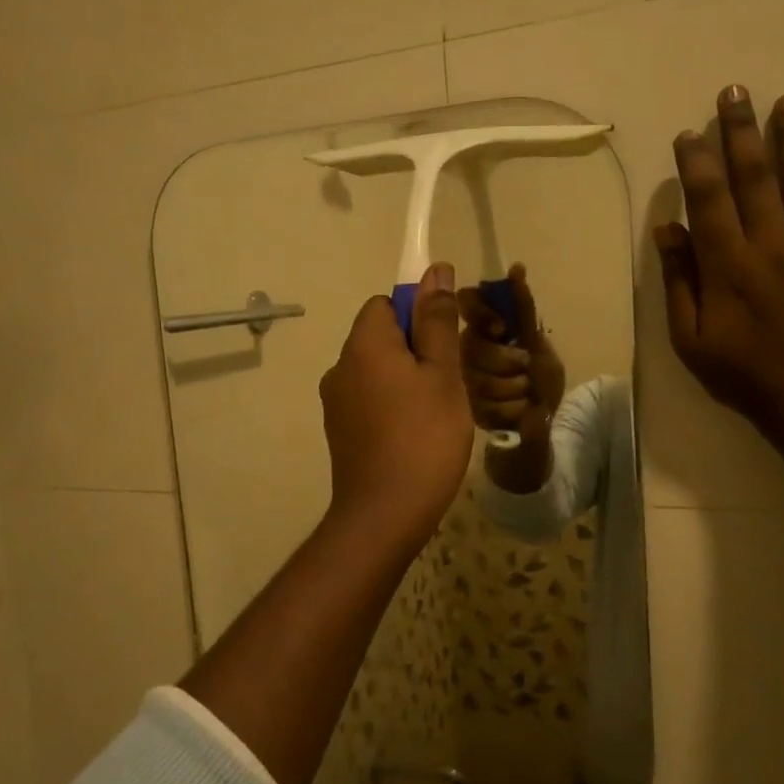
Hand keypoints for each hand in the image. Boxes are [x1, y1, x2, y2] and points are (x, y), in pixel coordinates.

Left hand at [320, 262, 473, 551]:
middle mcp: (340, 366)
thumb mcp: (442, 373)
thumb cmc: (424, 437)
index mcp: (363, 344)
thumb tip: (435, 271)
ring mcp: (335, 402)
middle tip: (448, 383)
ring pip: (377, 371)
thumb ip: (437, 321)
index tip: (444, 346)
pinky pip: (369, 400)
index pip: (386, 303)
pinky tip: (415, 435)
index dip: (418, 315)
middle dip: (416, 350)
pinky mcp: (339, 431)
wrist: (385, 513)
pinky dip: (391, 406)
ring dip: (406, 380)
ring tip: (436, 413)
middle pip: (381, 337)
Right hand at [456, 264, 566, 440]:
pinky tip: (518, 409)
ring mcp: (461, 382)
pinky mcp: (465, 411)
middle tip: (525, 367)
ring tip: (525, 392)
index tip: (500, 328)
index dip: (481, 313)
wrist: (545, 420)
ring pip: (480, 379)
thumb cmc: (541, 376)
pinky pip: (485, 405)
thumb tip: (516, 267)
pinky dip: (511, 409)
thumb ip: (522, 307)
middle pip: (474, 347)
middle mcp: (464, 351)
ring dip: (514, 387)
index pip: (466, 302)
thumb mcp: (536, 340)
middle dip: (508, 361)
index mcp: (481, 328)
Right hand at [654, 86, 783, 440]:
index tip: (689, 134)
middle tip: (735, 92)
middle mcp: (773, 246)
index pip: (709, 201)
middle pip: (756, 178)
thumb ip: (680, 283)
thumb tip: (668, 231)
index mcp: (729, 268)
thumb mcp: (691, 341)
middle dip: (742, 132)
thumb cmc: (746, 377)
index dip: (698, 163)